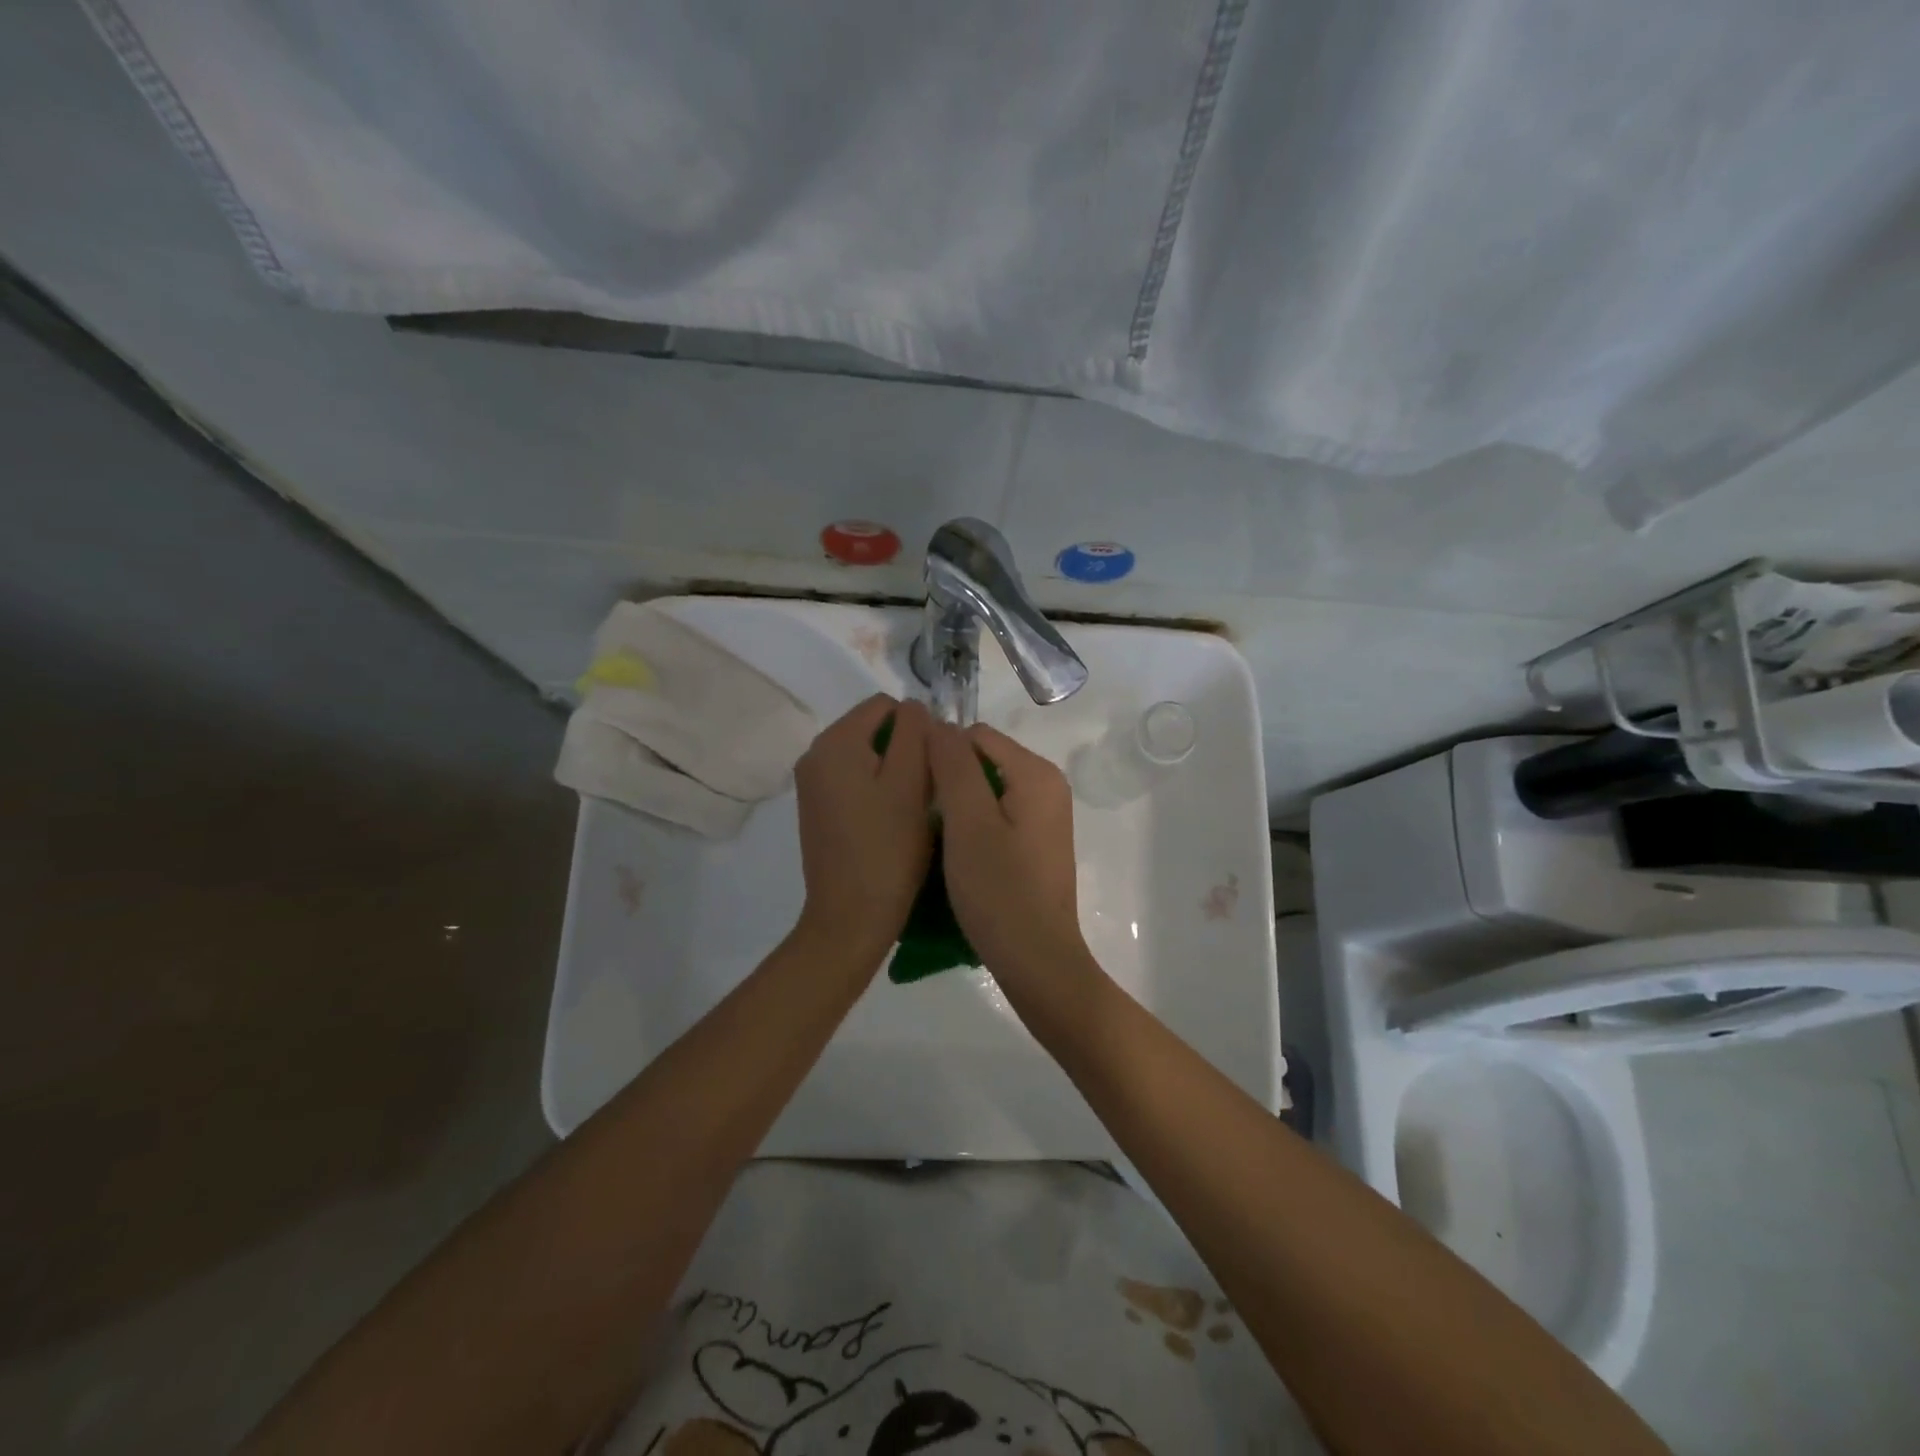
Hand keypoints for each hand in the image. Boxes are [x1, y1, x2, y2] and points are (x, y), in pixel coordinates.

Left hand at [792, 694, 933, 955]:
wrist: (851, 918)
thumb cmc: (888, 848)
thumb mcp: (911, 782)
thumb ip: (915, 733)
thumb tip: (914, 707)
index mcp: (834, 742)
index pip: (886, 705)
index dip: (918, 728)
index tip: (933, 767)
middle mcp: (815, 755)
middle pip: (873, 729)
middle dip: (905, 750)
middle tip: (926, 790)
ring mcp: (812, 785)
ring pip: (866, 756)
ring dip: (894, 772)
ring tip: (911, 809)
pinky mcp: (817, 810)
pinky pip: (854, 780)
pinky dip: (877, 790)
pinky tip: (891, 822)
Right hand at [927, 721, 1086, 978]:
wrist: (1036, 960)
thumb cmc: (999, 890)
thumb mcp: (967, 822)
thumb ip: (953, 765)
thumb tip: (938, 723)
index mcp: (1036, 773)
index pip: (975, 735)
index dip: (940, 754)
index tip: (916, 791)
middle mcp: (1048, 785)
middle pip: (983, 759)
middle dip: (950, 780)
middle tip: (924, 818)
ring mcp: (1045, 815)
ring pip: (986, 788)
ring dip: (958, 804)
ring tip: (937, 838)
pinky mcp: (1037, 842)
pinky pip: (997, 814)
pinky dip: (973, 824)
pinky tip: (959, 853)